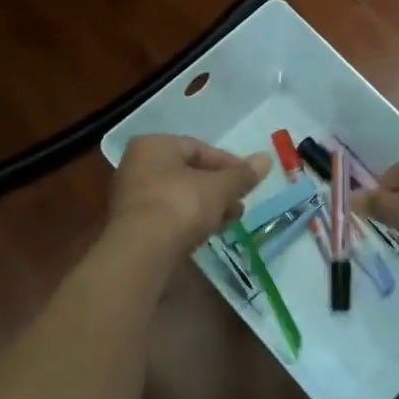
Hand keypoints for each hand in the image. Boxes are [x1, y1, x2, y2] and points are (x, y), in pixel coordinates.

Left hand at [108, 135, 271, 259]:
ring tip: (230, 221)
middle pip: (188, 173)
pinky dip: (189, 221)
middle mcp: (137, 165)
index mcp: (154, 146)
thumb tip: (266, 159)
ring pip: (179, 196)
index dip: (228, 164)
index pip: (198, 148)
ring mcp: (132, 197)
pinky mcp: (133, 226)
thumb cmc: (180, 205)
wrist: (141, 252)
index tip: (249, 180)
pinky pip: (168, 216)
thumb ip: (242, 175)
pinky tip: (208, 234)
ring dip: (207, 206)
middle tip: (240, 203)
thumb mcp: (218, 188)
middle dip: (218, 188)